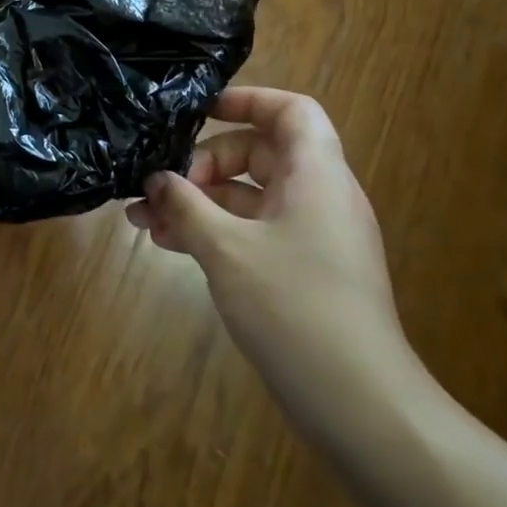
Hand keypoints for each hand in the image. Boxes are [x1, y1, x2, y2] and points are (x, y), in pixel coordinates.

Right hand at [126, 86, 432, 445]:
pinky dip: (214, 230)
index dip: (247, 100)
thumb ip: (186, 206)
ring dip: (198, 202)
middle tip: (163, 187)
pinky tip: (169, 244)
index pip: (291, 111)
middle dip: (203, 163)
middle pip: (259, 152)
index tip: (196, 113)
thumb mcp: (227, 250)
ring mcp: (311, 236)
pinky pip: (252, 231)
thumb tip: (156, 179)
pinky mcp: (301, 270)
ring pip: (248, 197)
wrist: (361, 405)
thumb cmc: (295, 308)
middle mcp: (319, 197)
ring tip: (144, 218)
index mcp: (316, 176)